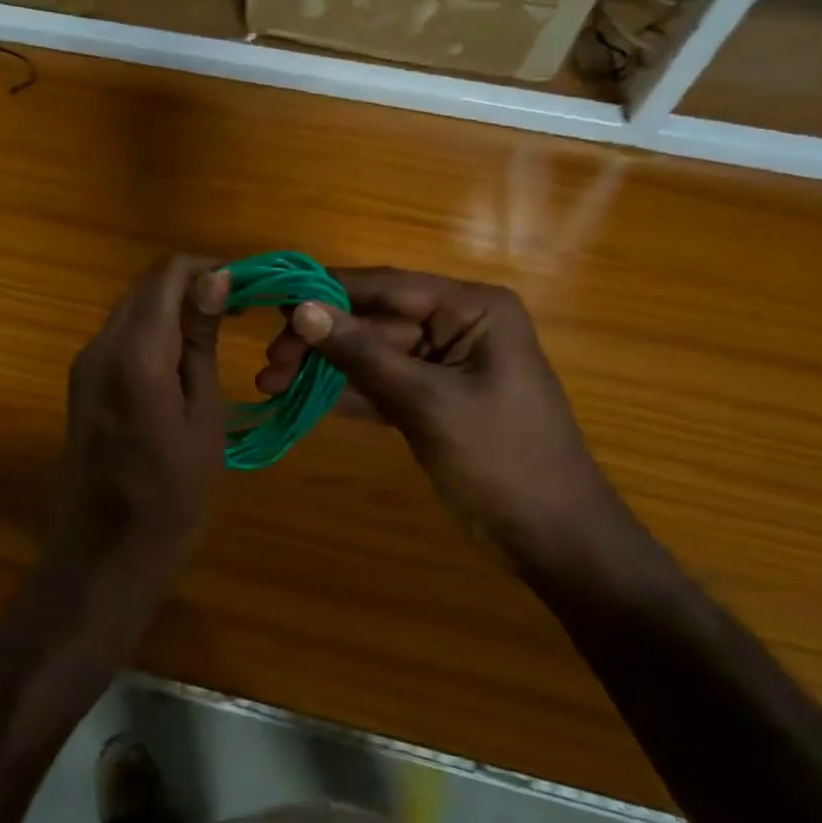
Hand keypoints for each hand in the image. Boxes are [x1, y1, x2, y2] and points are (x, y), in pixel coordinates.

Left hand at [49, 255, 228, 587]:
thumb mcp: (202, 418)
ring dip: (172, 308)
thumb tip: (215, 280)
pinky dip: (153, 332)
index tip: (246, 289)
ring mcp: (85, 365)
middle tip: (239, 311)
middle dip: (192, 285)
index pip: (167, 274)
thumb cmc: (171, 496)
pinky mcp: (82, 384)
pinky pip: (120, 337)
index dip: (209, 269)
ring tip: (217, 333)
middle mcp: (100, 346)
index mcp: (135, 353)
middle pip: (145, 286)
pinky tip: (183, 359)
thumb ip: (201, 344)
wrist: (104, 554)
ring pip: (131, 309)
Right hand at [256, 267, 615, 560]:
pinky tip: (300, 401)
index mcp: (472, 309)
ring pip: (371, 356)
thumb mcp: (428, 402)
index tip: (275, 303)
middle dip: (321, 340)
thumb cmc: (502, 458)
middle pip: (373, 322)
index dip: (328, 292)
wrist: (551, 536)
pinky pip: (380, 386)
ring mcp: (442, 365)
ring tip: (270, 384)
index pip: (387, 286)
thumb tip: (303, 310)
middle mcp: (457, 326)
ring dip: (324, 370)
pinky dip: (344, 394)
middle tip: (270, 362)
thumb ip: (363, 354)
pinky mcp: (431, 401)